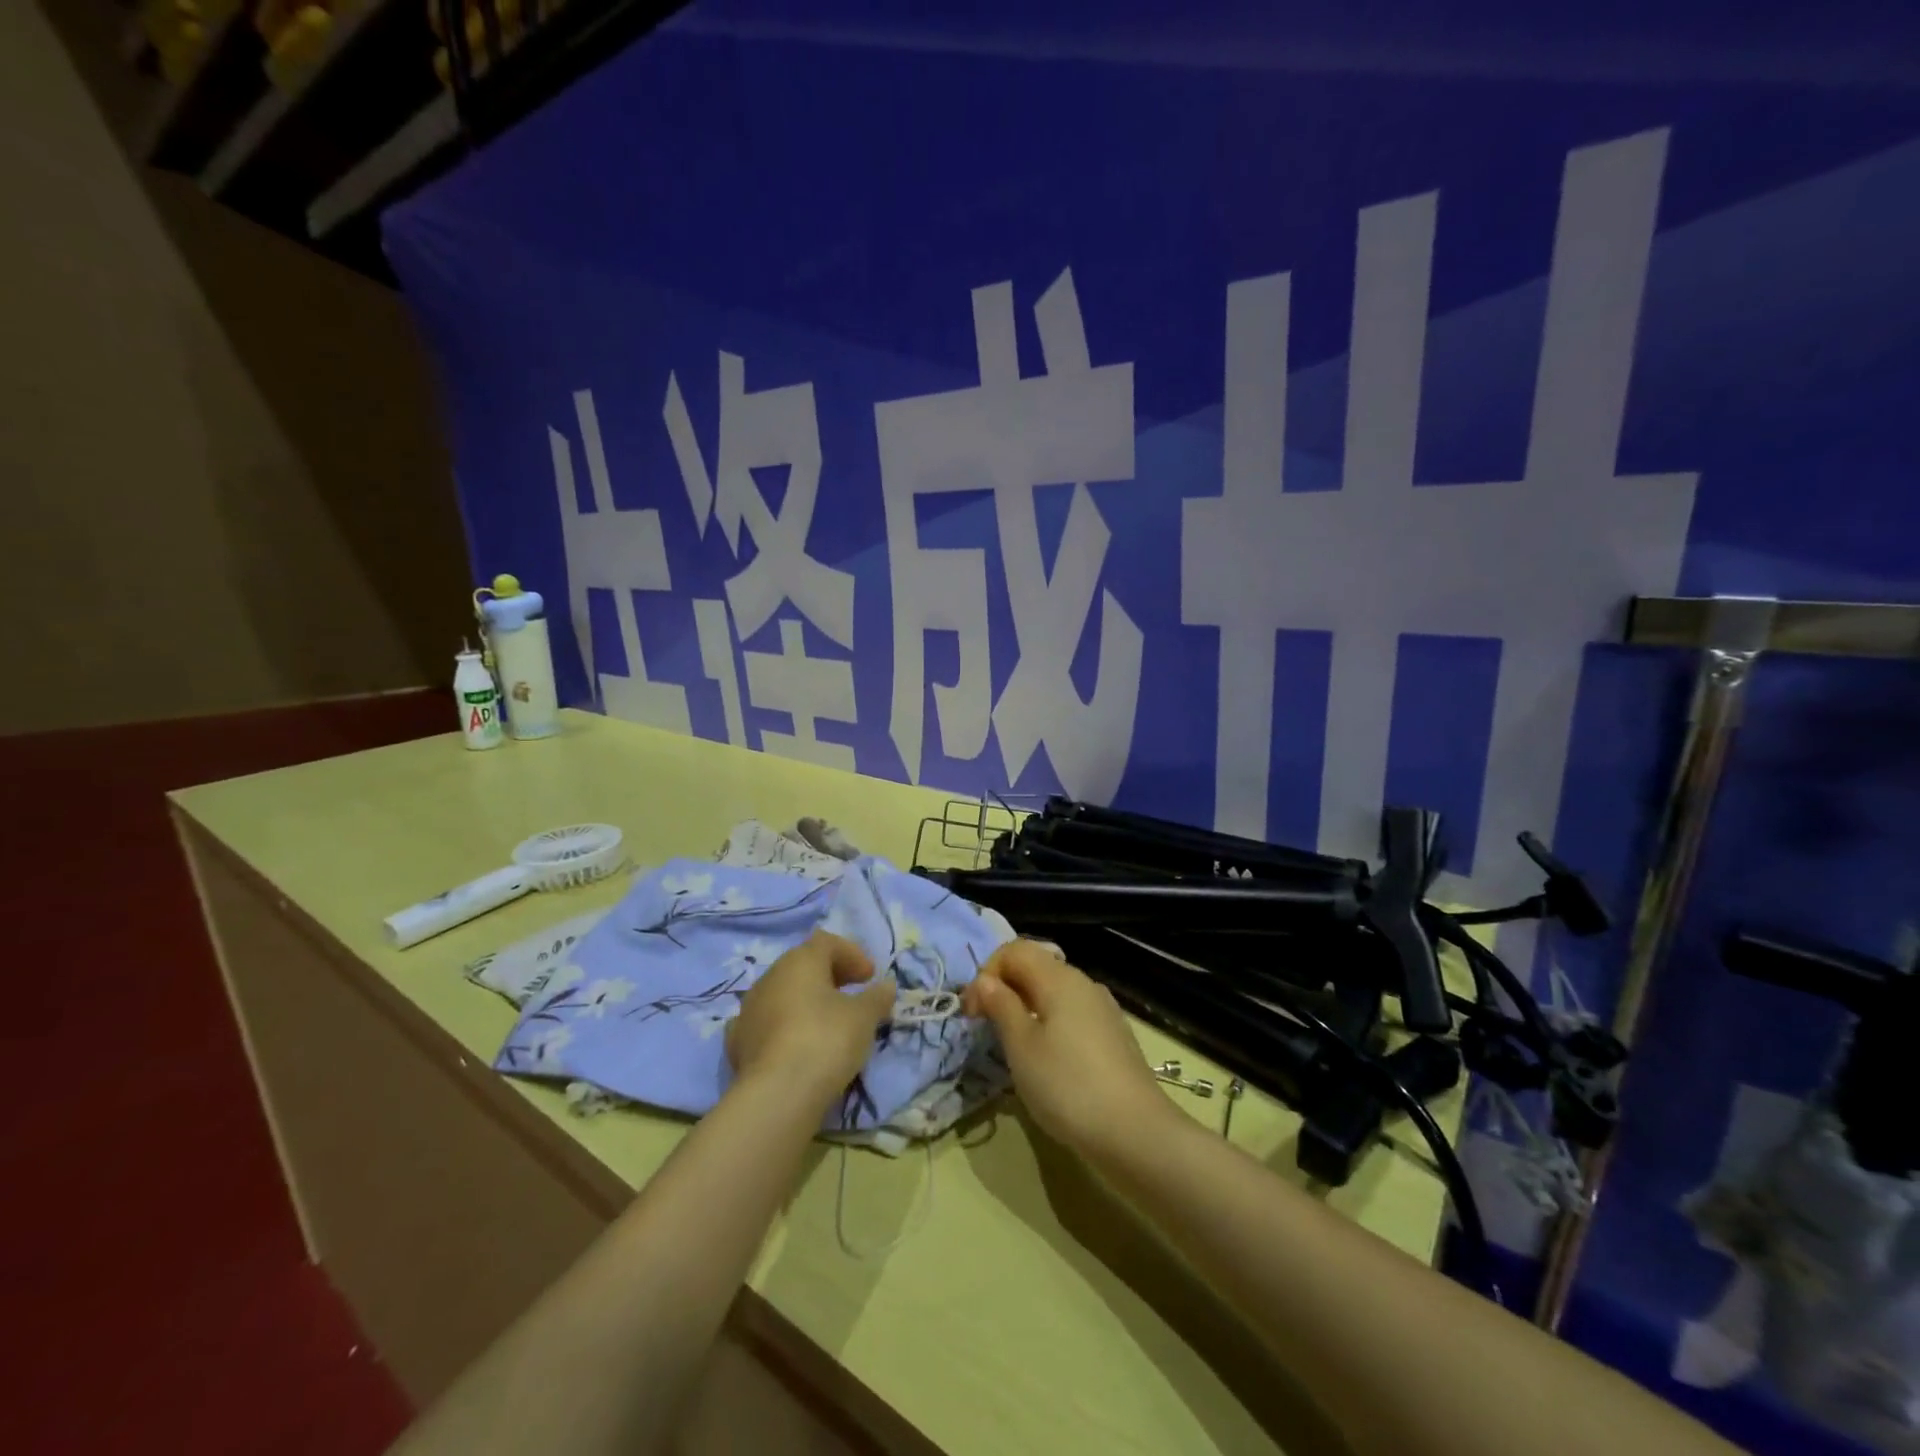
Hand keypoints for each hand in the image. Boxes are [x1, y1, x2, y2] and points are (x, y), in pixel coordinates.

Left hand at [725, 931, 894, 1103]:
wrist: (777, 1094)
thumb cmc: (826, 1040)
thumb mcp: (864, 1017)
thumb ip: (877, 997)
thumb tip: (886, 985)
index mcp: (800, 961)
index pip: (827, 942)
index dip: (851, 954)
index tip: (870, 977)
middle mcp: (770, 976)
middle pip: (802, 965)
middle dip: (830, 976)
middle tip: (853, 994)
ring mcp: (748, 1009)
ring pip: (782, 994)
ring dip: (805, 1001)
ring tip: (827, 1022)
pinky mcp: (737, 1042)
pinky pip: (766, 1023)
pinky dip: (783, 1026)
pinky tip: (794, 1043)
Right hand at [962, 940, 1178, 1160]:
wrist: (1136, 1132)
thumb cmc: (1068, 1086)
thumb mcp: (1022, 1046)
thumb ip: (1001, 1006)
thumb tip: (985, 980)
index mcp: (1059, 978)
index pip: (1014, 950)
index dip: (986, 973)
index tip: (972, 1012)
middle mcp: (1083, 983)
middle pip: (1036, 966)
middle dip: (1005, 988)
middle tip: (986, 1026)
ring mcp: (1102, 1008)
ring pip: (1054, 991)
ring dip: (1026, 1006)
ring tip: (1013, 1044)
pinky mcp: (1113, 1034)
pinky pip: (1072, 1013)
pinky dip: (1050, 1022)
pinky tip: (1048, 1058)